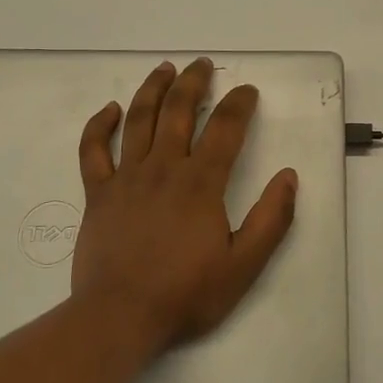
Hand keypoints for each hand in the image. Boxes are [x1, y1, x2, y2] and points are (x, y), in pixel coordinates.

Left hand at [71, 58, 299, 352]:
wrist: (119, 317)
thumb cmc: (185, 294)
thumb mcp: (244, 266)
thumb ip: (272, 219)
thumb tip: (289, 177)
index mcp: (201, 182)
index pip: (225, 128)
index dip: (239, 104)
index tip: (248, 91)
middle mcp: (163, 168)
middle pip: (179, 110)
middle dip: (194, 82)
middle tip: (202, 65)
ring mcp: (126, 178)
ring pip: (139, 119)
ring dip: (153, 89)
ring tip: (165, 69)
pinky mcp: (98, 193)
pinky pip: (93, 150)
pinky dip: (99, 125)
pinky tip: (109, 110)